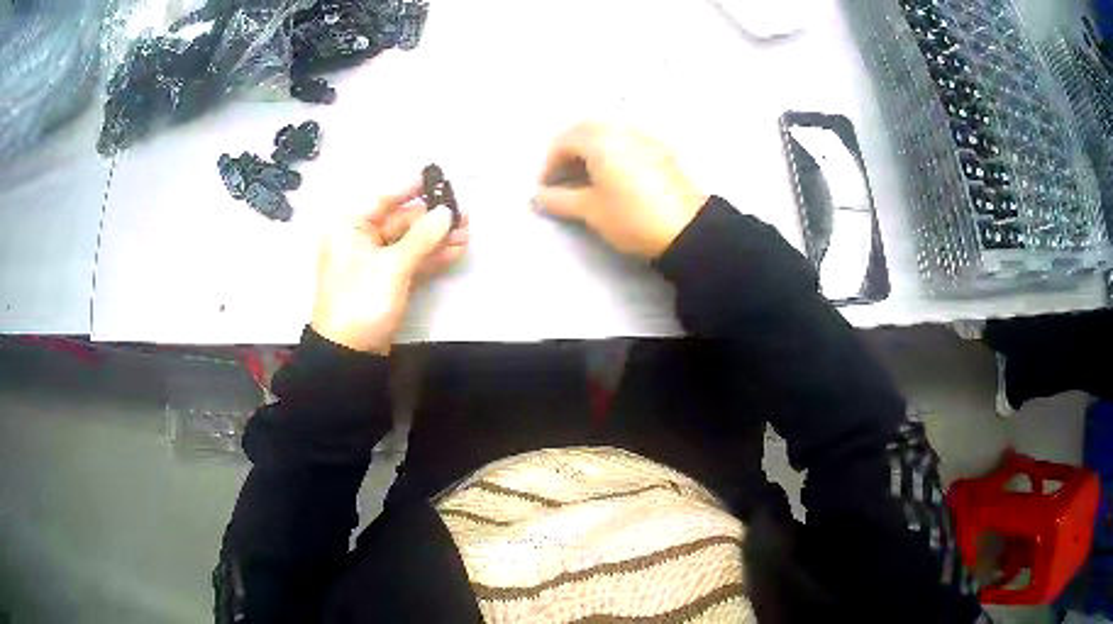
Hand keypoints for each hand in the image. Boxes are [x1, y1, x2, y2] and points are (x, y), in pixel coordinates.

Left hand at [311, 181, 469, 353]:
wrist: (349, 354)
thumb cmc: (361, 300)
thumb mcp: (392, 266)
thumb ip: (422, 237)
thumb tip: (447, 213)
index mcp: (350, 227)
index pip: (384, 198)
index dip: (412, 188)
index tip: (438, 178)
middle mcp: (360, 239)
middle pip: (400, 220)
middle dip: (432, 219)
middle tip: (465, 214)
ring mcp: (373, 262)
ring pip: (408, 242)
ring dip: (436, 238)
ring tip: (468, 232)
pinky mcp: (385, 281)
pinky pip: (409, 261)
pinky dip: (430, 257)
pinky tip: (455, 250)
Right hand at [534, 123, 707, 258]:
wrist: (686, 229)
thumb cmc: (632, 217)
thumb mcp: (591, 210)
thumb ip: (560, 200)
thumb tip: (538, 196)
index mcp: (600, 140)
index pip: (564, 142)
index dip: (549, 163)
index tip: (545, 187)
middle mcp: (621, 130)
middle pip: (586, 130)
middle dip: (568, 150)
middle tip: (561, 176)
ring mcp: (644, 137)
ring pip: (608, 133)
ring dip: (590, 149)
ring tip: (584, 176)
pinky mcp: (661, 150)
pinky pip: (627, 140)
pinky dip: (611, 151)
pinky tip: (612, 174)